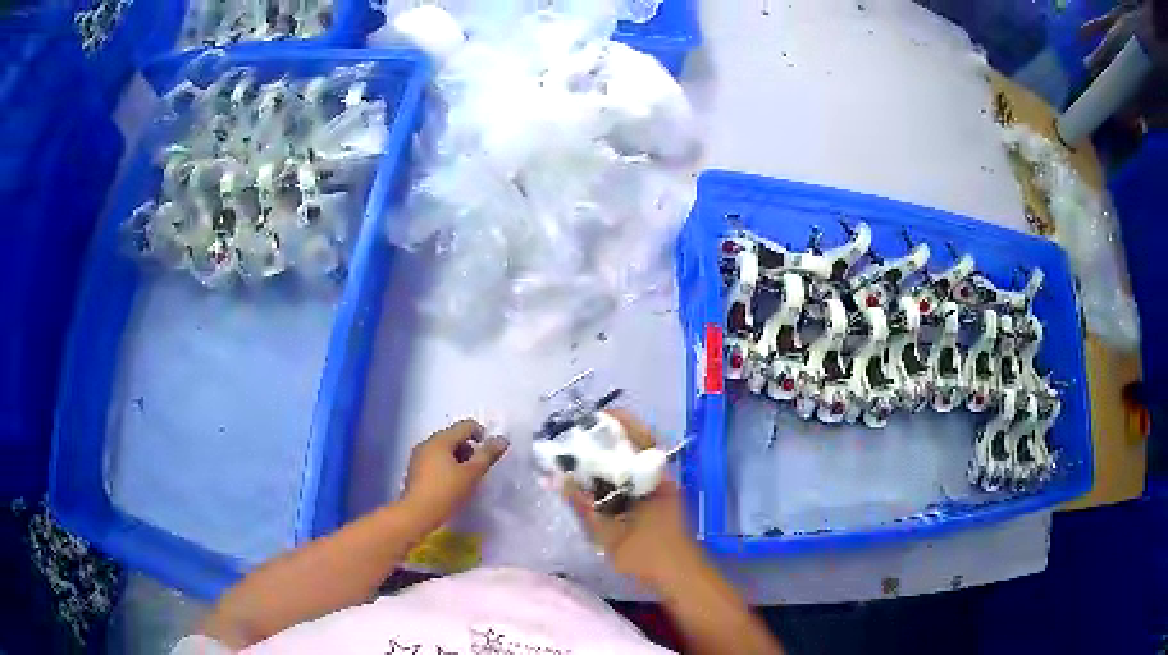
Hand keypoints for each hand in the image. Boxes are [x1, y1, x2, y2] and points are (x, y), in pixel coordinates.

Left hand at [402, 419, 508, 531]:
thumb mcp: (472, 473)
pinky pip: (435, 460)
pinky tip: (450, 485)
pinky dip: (446, 467)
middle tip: (477, 470)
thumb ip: (487, 454)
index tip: (488, 455)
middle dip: (469, 450)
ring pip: (444, 450)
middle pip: (454, 437)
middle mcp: (427, 443)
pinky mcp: (414, 470)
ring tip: (465, 480)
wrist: (417, 514)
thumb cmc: (447, 492)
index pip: (466, 426)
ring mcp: (418, 456)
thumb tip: (502, 439)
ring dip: (458, 459)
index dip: (482, 436)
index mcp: (440, 439)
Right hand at [563, 410, 704, 589]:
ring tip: (581, 455)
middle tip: (578, 436)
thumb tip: (557, 480)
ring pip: (635, 463)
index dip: (615, 422)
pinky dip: (616, 475)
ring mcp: (661, 490)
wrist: (681, 578)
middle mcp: (660, 477)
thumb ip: (583, 507)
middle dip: (609, 437)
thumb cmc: (648, 554)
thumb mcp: (609, 534)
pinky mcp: (659, 503)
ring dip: (612, 456)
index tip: (590, 417)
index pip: (636, 436)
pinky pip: (635, 479)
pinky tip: (596, 483)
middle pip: (635, 445)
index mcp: (653, 478)